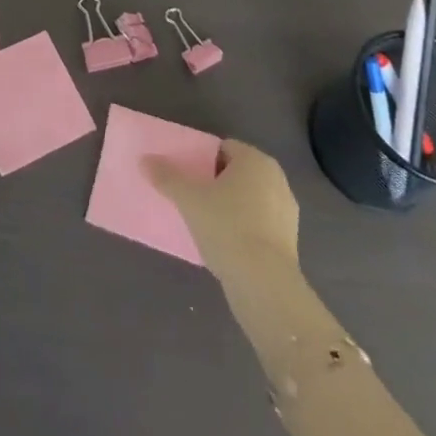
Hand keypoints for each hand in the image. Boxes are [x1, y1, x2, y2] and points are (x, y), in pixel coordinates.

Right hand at [146, 138, 300, 286]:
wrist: (265, 286)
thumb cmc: (227, 228)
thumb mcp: (189, 199)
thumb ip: (167, 177)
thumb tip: (144, 160)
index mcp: (255, 160)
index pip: (223, 148)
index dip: (202, 160)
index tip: (188, 177)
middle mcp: (276, 179)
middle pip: (237, 173)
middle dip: (216, 183)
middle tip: (194, 198)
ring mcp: (287, 212)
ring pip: (250, 199)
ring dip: (231, 207)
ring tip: (207, 224)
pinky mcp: (290, 242)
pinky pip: (260, 224)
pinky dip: (245, 229)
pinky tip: (227, 245)